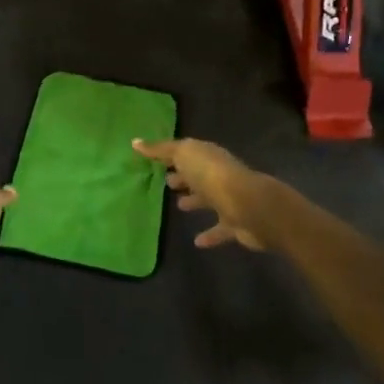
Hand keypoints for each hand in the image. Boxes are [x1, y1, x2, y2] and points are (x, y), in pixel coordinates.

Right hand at [133, 137, 268, 249]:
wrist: (248, 206)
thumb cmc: (212, 176)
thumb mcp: (183, 155)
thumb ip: (160, 150)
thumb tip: (135, 142)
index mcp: (207, 156)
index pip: (187, 153)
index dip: (171, 156)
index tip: (153, 161)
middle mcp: (219, 175)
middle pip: (198, 175)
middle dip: (184, 177)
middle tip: (166, 183)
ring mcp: (228, 199)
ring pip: (208, 199)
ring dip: (195, 201)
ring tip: (178, 207)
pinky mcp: (234, 224)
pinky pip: (218, 229)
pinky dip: (209, 234)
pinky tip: (196, 241)